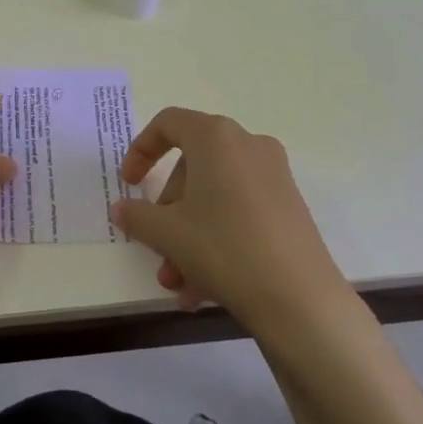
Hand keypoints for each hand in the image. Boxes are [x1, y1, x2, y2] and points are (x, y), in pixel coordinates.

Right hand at [110, 108, 348, 328]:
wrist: (300, 299)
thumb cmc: (224, 248)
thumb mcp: (167, 233)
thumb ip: (137, 216)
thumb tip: (122, 209)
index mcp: (216, 138)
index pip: (168, 123)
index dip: (141, 150)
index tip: (129, 184)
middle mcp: (248, 146)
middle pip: (191, 167)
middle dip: (167, 211)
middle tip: (156, 245)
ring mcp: (274, 177)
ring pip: (214, 197)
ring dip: (187, 236)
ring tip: (177, 282)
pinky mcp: (289, 208)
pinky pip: (239, 214)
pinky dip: (216, 241)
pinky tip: (202, 289)